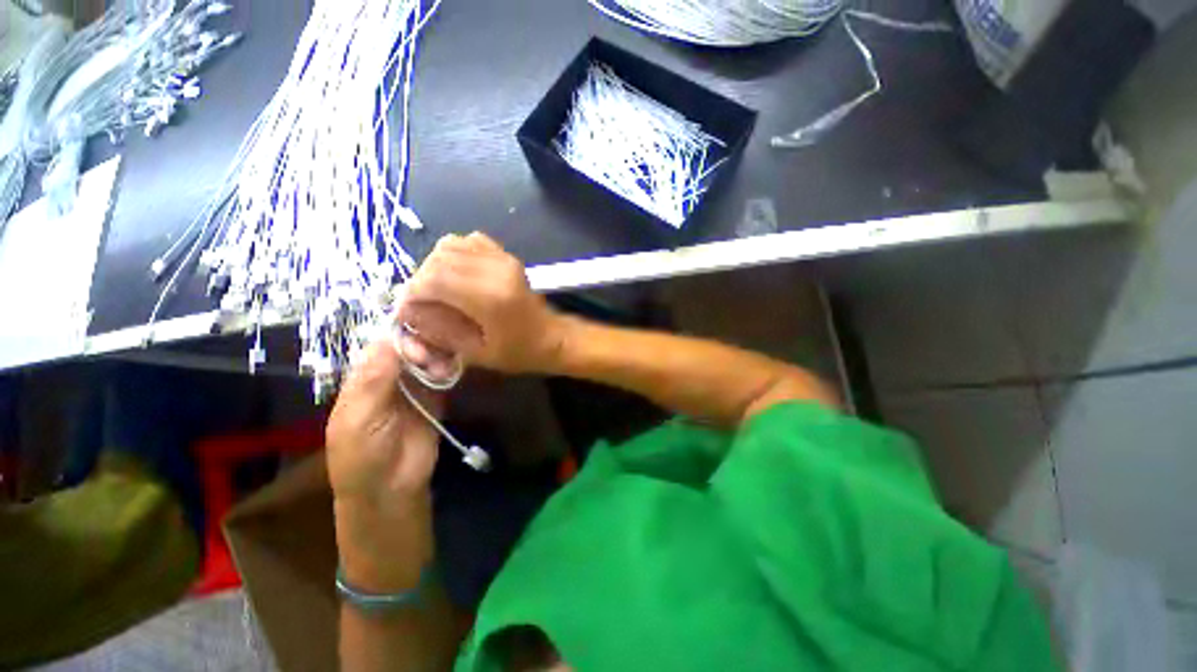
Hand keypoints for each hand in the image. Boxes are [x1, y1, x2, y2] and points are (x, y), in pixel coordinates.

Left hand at [326, 339, 441, 503]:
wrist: (391, 486)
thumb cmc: (362, 454)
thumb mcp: (358, 418)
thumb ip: (373, 380)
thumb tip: (389, 339)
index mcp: (366, 375)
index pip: (385, 343)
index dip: (402, 338)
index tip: (418, 348)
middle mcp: (393, 373)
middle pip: (412, 344)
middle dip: (425, 345)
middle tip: (432, 360)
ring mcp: (417, 383)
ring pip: (432, 354)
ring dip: (440, 355)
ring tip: (442, 371)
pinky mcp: (438, 394)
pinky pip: (446, 372)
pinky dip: (451, 366)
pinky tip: (451, 373)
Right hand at [400, 232, 570, 373]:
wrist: (552, 337)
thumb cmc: (518, 351)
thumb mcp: (476, 353)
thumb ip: (438, 330)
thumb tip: (406, 309)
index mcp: (491, 296)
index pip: (434, 278)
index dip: (412, 292)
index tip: (407, 310)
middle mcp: (496, 269)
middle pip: (439, 258)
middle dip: (421, 279)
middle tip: (422, 302)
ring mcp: (504, 258)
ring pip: (450, 245)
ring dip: (435, 265)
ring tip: (438, 289)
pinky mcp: (507, 255)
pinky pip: (469, 241)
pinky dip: (454, 254)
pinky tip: (457, 274)